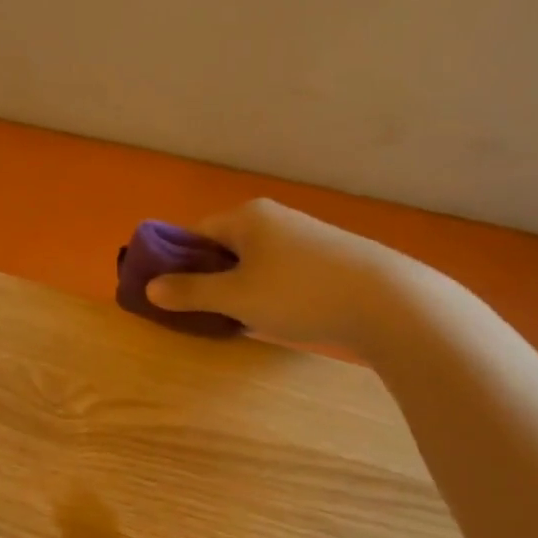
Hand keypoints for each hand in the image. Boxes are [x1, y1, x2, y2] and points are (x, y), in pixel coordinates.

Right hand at [145, 198, 414, 348]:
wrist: (388, 302)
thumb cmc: (299, 294)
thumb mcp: (235, 297)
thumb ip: (190, 292)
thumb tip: (150, 288)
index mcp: (246, 217)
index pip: (194, 233)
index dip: (176, 263)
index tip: (171, 296)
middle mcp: (273, 218)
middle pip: (224, 246)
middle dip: (208, 279)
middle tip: (202, 313)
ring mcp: (304, 236)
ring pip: (253, 262)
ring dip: (238, 288)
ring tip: (238, 320)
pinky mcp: (327, 257)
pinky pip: (279, 271)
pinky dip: (267, 291)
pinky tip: (275, 316)